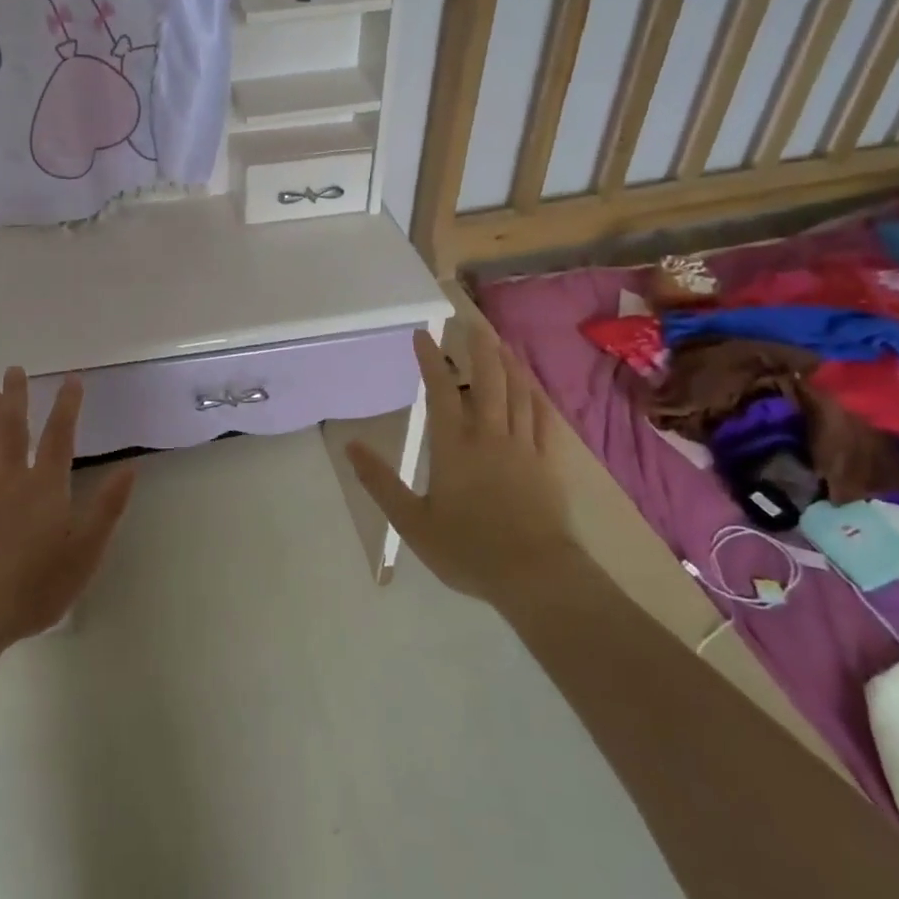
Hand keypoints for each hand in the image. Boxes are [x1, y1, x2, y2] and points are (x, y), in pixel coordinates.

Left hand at [0, 368, 135, 650]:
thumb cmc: (36, 585)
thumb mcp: (86, 551)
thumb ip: (107, 507)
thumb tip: (129, 468)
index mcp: (45, 486)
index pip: (59, 435)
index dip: (67, 405)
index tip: (71, 379)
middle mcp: (10, 480)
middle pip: (11, 428)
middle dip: (15, 396)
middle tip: (14, 370)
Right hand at [345, 325, 580, 607]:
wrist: (535, 575)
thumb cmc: (467, 549)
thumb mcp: (412, 522)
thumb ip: (380, 482)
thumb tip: (351, 445)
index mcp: (454, 446)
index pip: (440, 391)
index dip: (430, 360)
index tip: (423, 334)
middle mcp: (489, 435)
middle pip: (486, 381)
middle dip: (477, 349)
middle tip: (470, 323)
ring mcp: (523, 446)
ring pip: (517, 393)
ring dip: (507, 364)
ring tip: (500, 343)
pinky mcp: (547, 462)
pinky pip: (542, 418)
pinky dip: (536, 396)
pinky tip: (534, 387)